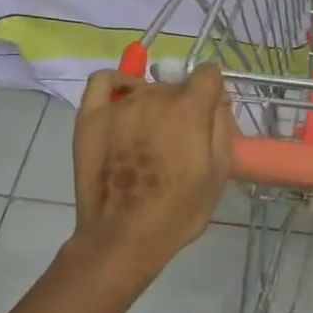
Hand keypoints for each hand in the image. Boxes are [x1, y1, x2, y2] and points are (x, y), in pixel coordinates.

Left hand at [72, 62, 234, 275]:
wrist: (125, 236)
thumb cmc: (179, 211)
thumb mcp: (219, 173)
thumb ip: (222, 129)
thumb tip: (217, 103)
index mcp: (189, 109)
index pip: (208, 75)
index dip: (214, 95)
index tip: (212, 116)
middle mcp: (153, 97)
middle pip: (177, 86)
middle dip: (185, 106)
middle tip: (182, 142)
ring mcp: (118, 106)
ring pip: (146, 89)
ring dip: (155, 105)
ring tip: (151, 138)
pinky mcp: (90, 117)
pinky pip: (104, 82)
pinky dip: (119, 84)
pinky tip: (125, 99)